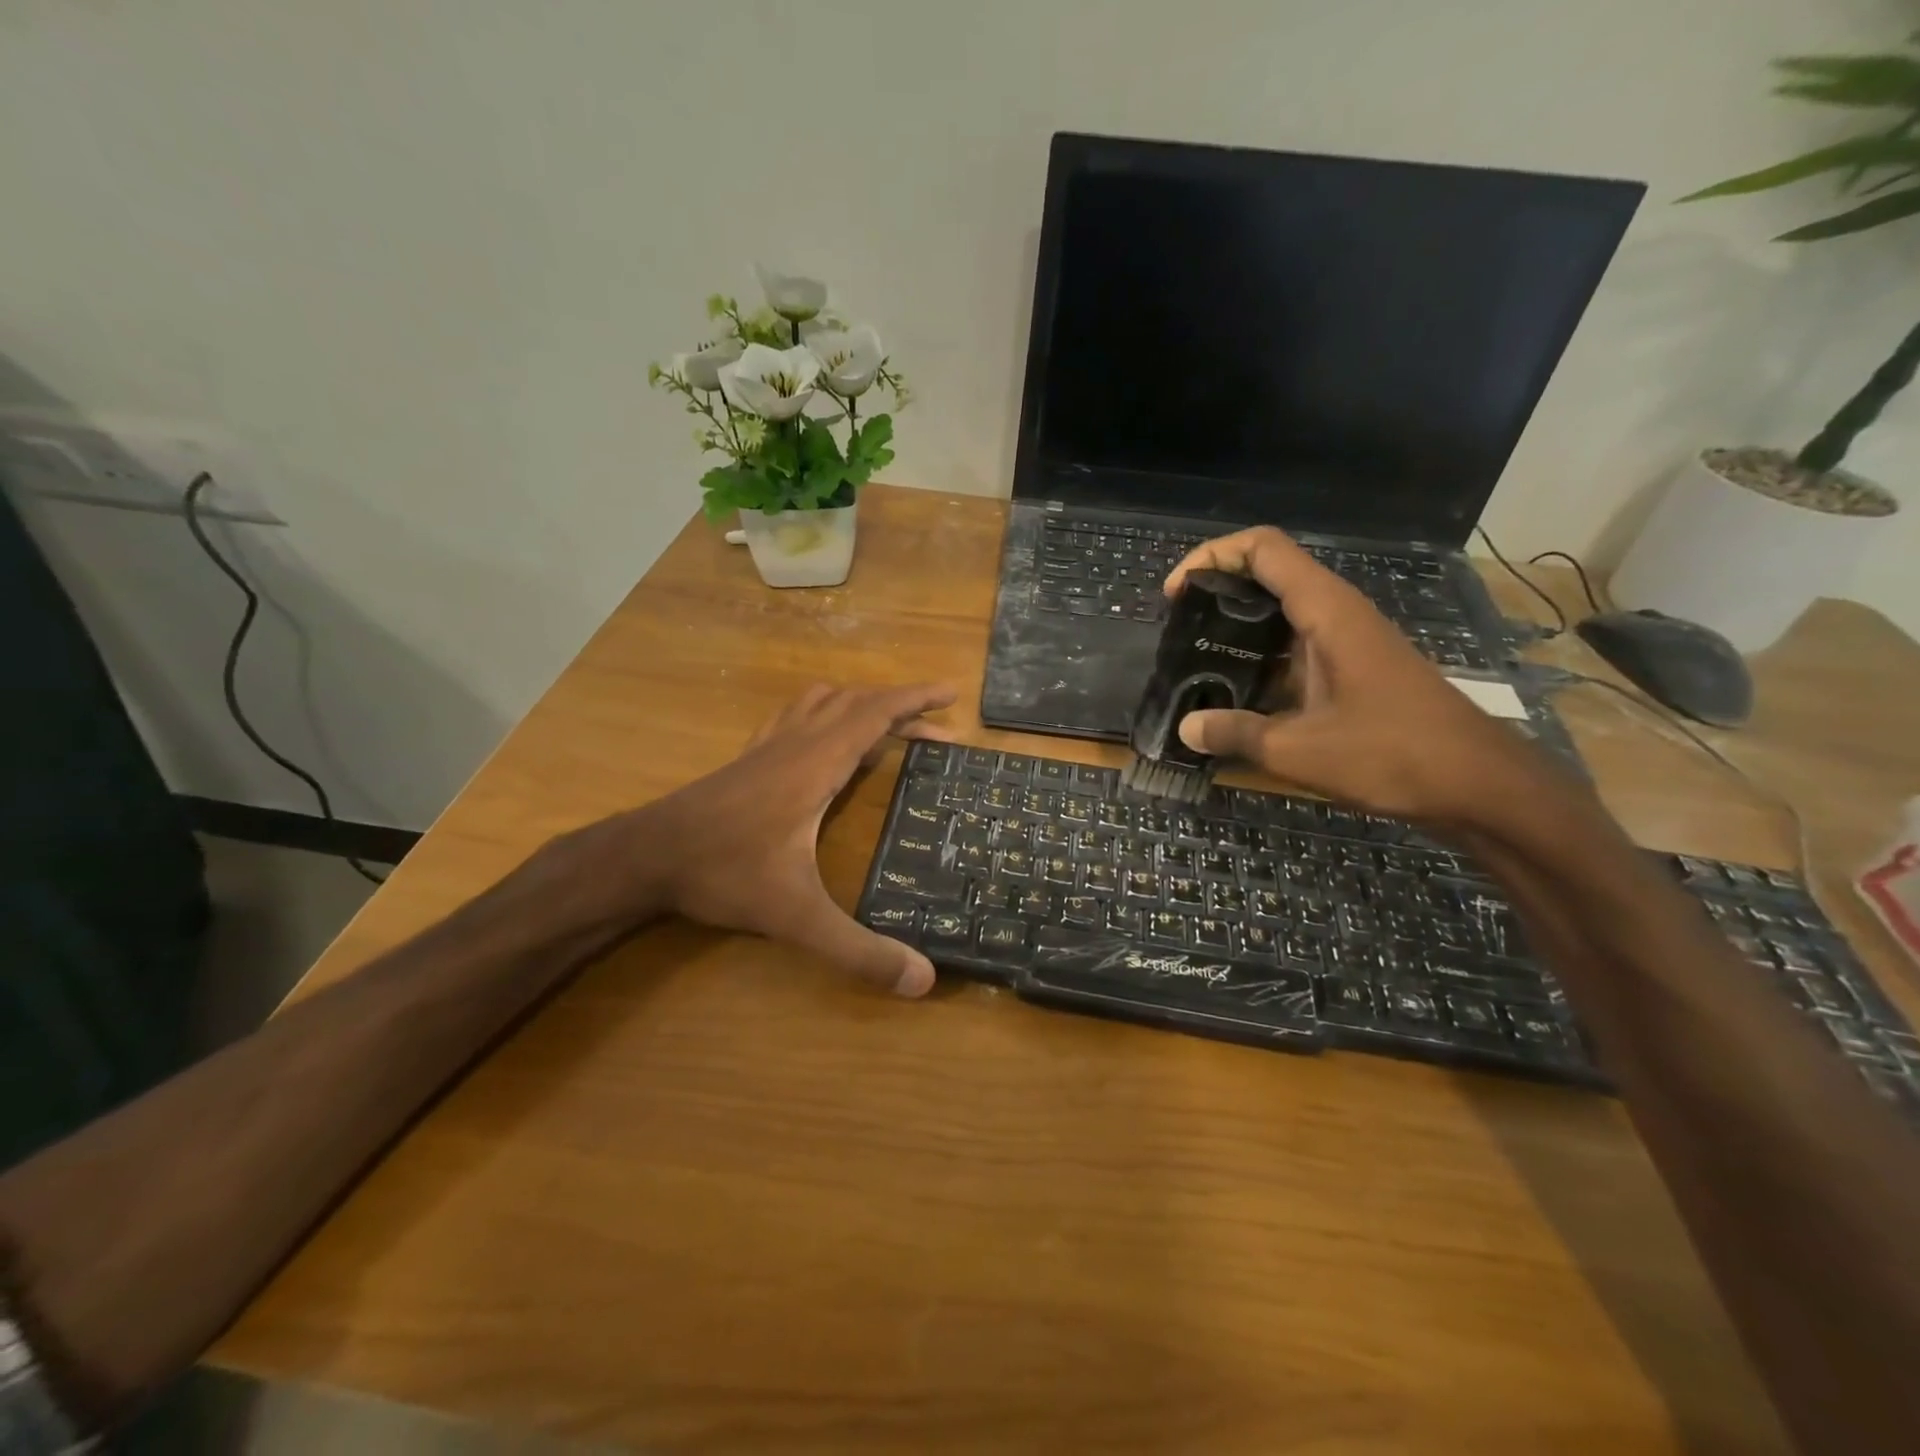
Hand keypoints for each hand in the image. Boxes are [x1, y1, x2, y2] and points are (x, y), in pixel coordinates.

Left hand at [610, 682, 955, 995]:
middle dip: (901, 708)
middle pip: (857, 704)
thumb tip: (924, 981)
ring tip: (889, 728)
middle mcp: (797, 743)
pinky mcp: (749, 758)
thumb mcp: (797, 917)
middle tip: (938, 728)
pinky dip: (824, 714)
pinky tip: (823, 741)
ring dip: (861, 705)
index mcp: (817, 763)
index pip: (875, 714)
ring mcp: (768, 746)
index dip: (915, 699)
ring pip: (823, 703)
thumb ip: (858, 950)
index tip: (950, 693)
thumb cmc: (724, 873)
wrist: (646, 855)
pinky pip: (795, 717)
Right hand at [1165, 527, 1551, 824]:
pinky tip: (1237, 695)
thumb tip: (1184, 728)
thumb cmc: (1393, 754)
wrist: (1480, 785)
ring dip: (1237, 627)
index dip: (1212, 556)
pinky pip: (1296, 646)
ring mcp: (1349, 641)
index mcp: (1326, 610)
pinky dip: (1260, 658)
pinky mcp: (1354, 669)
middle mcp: (1337, 614)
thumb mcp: (1299, 750)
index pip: (1263, 549)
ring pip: (1282, 612)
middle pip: (1268, 573)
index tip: (1175, 594)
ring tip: (1196, 662)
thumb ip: (1235, 733)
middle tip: (1178, 631)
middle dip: (1217, 591)